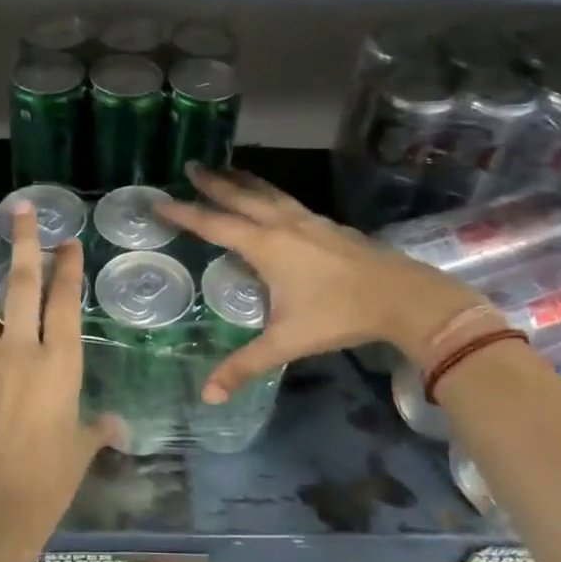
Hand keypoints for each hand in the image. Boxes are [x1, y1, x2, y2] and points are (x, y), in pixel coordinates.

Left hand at [0, 201, 120, 551]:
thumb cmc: (50, 479)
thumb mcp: (82, 450)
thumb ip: (96, 430)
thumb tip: (113, 426)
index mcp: (60, 364)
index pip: (64, 302)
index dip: (67, 268)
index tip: (67, 241)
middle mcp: (22, 352)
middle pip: (21, 286)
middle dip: (24, 245)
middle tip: (21, 211)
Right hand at [158, 166, 489, 400]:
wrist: (402, 296)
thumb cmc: (338, 315)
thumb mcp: (286, 342)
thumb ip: (245, 366)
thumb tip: (208, 396)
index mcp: (265, 245)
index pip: (214, 224)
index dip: (184, 212)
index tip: (158, 199)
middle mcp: (282, 224)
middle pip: (240, 196)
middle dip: (213, 182)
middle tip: (192, 165)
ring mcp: (309, 220)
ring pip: (268, 192)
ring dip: (243, 181)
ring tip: (227, 170)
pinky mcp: (329, 224)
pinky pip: (287, 200)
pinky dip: (269, 193)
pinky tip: (273, 202)